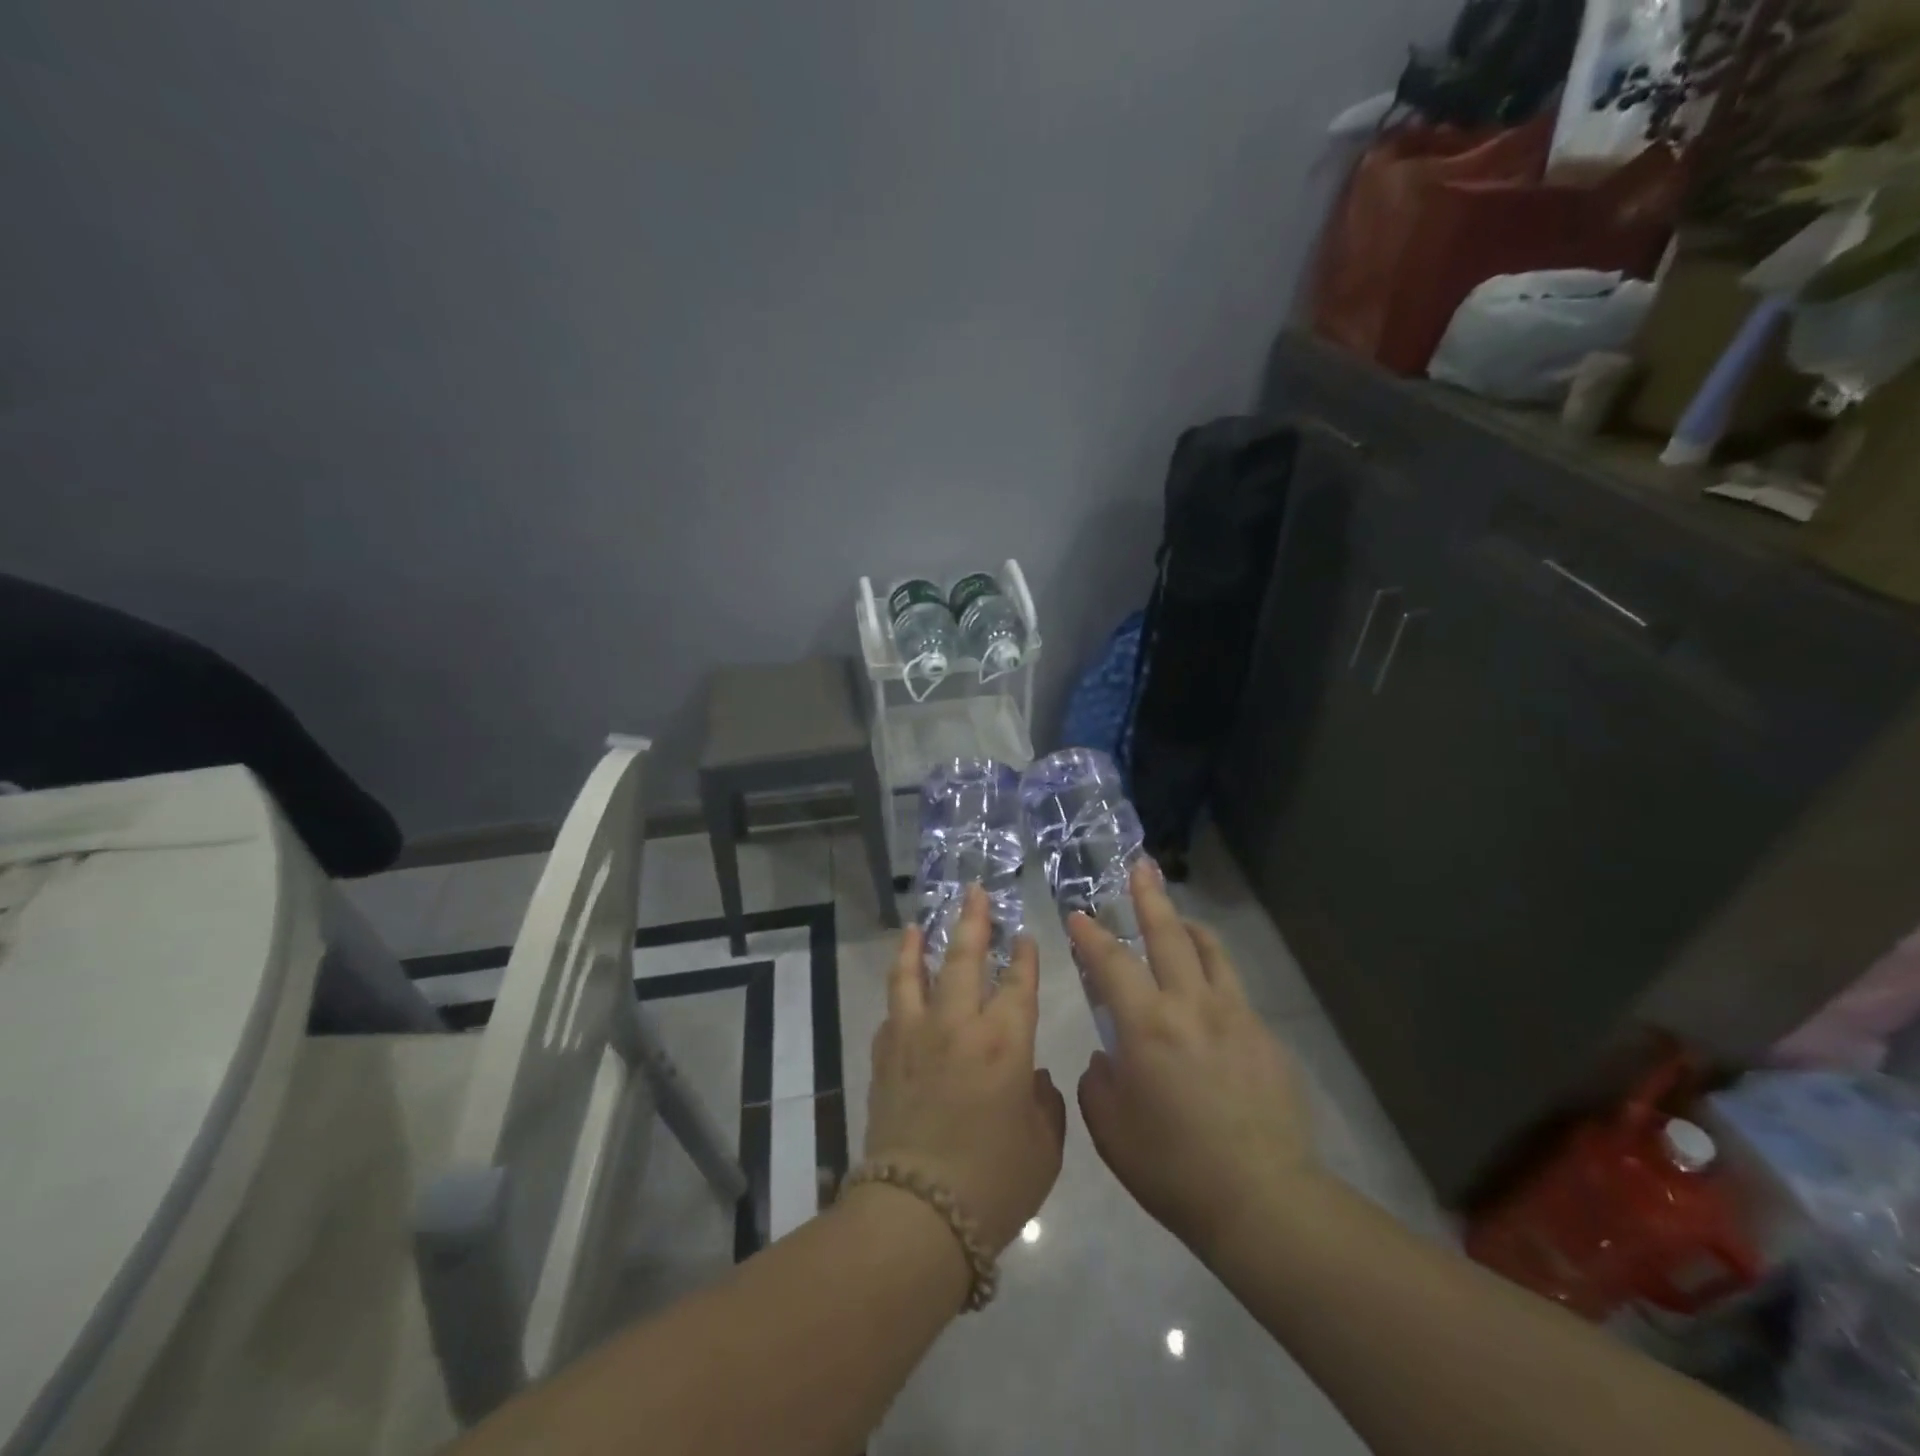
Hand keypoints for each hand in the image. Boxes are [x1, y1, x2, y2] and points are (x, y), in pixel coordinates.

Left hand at [864, 886, 1067, 1253]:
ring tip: (917, 923)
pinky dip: (898, 991)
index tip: (1023, 935)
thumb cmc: (993, 1183)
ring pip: (913, 973)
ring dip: (917, 943)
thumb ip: (1044, 1101)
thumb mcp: (1043, 1146)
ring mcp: (915, 1036)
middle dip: (972, 921)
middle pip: (963, 958)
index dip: (1023, 956)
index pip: (1017, 983)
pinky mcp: (885, 1056)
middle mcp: (958, 1025)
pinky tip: (901, 986)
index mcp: (1005, 1042)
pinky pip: (892, 1010)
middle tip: (973, 892)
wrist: (917, 1215)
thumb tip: (1029, 1075)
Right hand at [1071, 861, 1317, 1260]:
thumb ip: (1099, 1082)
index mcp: (1147, 1025)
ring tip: (1177, 917)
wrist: (1263, 1201)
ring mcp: (1235, 1016)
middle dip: (1149, 897)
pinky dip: (1213, 975)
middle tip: (1141, 866)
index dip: (1091, 934)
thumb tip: (1108, 1057)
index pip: (1112, 963)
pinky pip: (1234, 990)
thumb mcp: (1111, 1129)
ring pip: (1211, 951)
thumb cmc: (1173, 1168)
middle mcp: (1192, 1005)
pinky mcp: (1264, 1037)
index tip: (1078, 914)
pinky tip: (1207, 999)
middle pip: (1168, 935)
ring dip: (1188, 926)